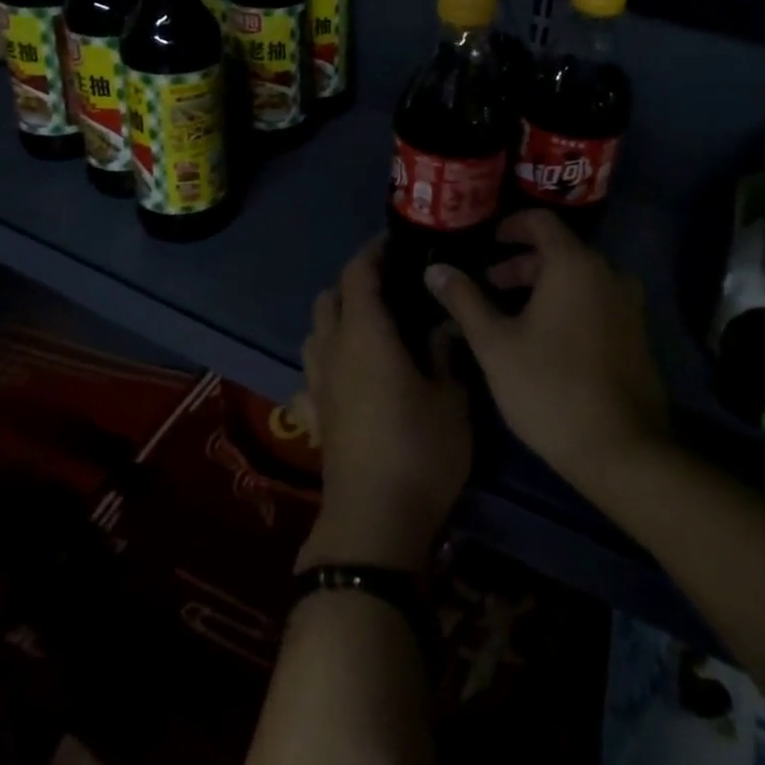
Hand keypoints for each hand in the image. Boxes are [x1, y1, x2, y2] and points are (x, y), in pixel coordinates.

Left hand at [298, 236, 471, 574]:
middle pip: (329, 298)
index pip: (358, 274)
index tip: (397, 241)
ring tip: (373, 323)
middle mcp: (334, 351)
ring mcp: (319, 385)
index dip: (374, 252)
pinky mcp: (316, 415)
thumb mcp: (451, 400)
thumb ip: (447, 353)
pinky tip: (350, 371)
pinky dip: (328, 357)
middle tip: (392, 283)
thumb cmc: (420, 451)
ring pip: (316, 331)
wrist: (375, 523)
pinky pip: (312, 370)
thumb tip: (444, 324)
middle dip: (355, 282)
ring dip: (337, 316)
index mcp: (366, 336)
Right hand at [424, 210, 668, 499]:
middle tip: (489, 285)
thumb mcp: (495, 344)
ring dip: (543, 285)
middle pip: (560, 250)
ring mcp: (629, 303)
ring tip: (511, 314)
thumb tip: (435, 269)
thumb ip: (464, 300)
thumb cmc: (549, 388)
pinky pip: (596, 299)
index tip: (486, 243)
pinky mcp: (637, 332)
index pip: (541, 221)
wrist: (621, 449)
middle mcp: (608, 273)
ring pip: (579, 277)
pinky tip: (545, 336)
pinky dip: (568, 303)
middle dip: (521, 263)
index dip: (510, 226)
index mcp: (575, 264)